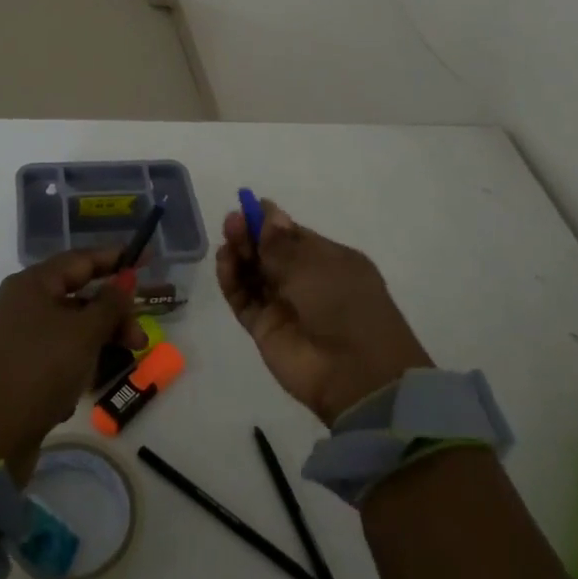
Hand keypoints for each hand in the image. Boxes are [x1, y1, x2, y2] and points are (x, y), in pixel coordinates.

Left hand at [0, 250, 143, 481]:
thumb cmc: (40, 370)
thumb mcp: (84, 333)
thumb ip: (110, 303)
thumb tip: (125, 277)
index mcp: (32, 284)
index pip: (81, 260)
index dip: (116, 259)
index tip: (147, 259)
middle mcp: (21, 304)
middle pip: (79, 298)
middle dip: (113, 316)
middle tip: (140, 340)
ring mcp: (16, 337)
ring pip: (70, 329)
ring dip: (98, 344)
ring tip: (116, 368)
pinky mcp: (17, 368)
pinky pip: (56, 355)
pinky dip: (74, 366)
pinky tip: (78, 390)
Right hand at [217, 199, 432, 425]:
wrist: (354, 373)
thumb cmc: (344, 304)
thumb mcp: (316, 264)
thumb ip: (283, 242)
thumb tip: (268, 213)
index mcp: (331, 262)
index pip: (295, 237)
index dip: (271, 223)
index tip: (249, 205)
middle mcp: (307, 283)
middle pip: (271, 254)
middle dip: (252, 235)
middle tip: (233, 220)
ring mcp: (285, 307)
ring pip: (254, 275)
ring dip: (239, 254)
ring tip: (227, 237)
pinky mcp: (265, 329)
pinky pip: (243, 299)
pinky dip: (231, 280)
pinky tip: (224, 260)